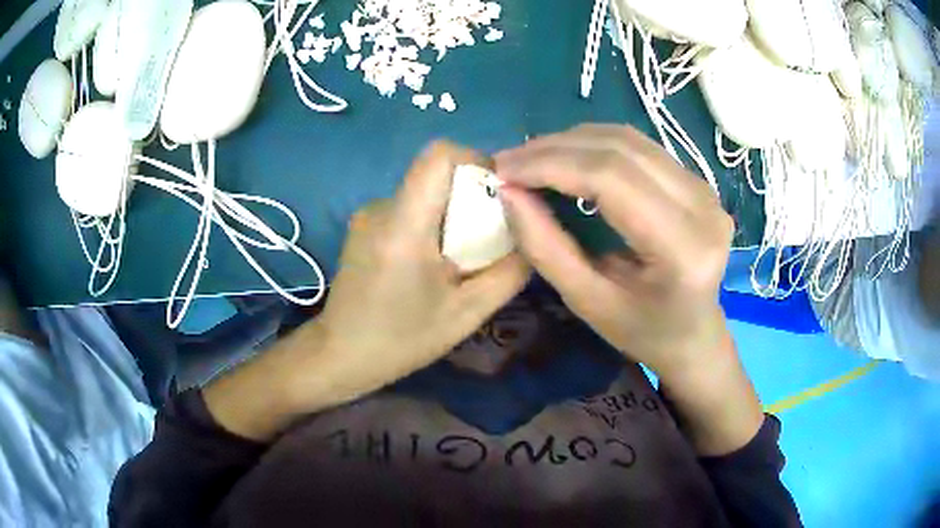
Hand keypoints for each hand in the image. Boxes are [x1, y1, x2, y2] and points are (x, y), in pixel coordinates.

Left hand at [313, 141, 529, 400]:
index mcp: (404, 226)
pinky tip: (430, 263)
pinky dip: (431, 224)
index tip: (498, 192)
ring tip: (458, 259)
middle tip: (489, 239)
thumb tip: (532, 238)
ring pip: (425, 193)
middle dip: (471, 196)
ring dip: (451, 214)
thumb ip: (509, 273)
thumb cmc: (401, 340)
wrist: (341, 354)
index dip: (476, 160)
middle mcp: (381, 207)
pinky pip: (409, 208)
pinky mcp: (364, 224)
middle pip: (437, 175)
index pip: (439, 156)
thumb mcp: (466, 314)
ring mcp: (368, 214)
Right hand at [496, 124, 761, 454]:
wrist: (694, 334)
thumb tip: (508, 191)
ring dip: (573, 141)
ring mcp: (705, 187)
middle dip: (555, 148)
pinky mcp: (698, 180)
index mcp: (683, 248)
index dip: (551, 165)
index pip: (612, 178)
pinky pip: (639, 147)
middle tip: (509, 162)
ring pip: (629, 139)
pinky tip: (567, 158)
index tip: (504, 170)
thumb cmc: (642, 332)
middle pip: (620, 149)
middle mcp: (703, 206)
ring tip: (532, 158)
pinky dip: (595, 145)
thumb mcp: (587, 301)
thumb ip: (546, 247)